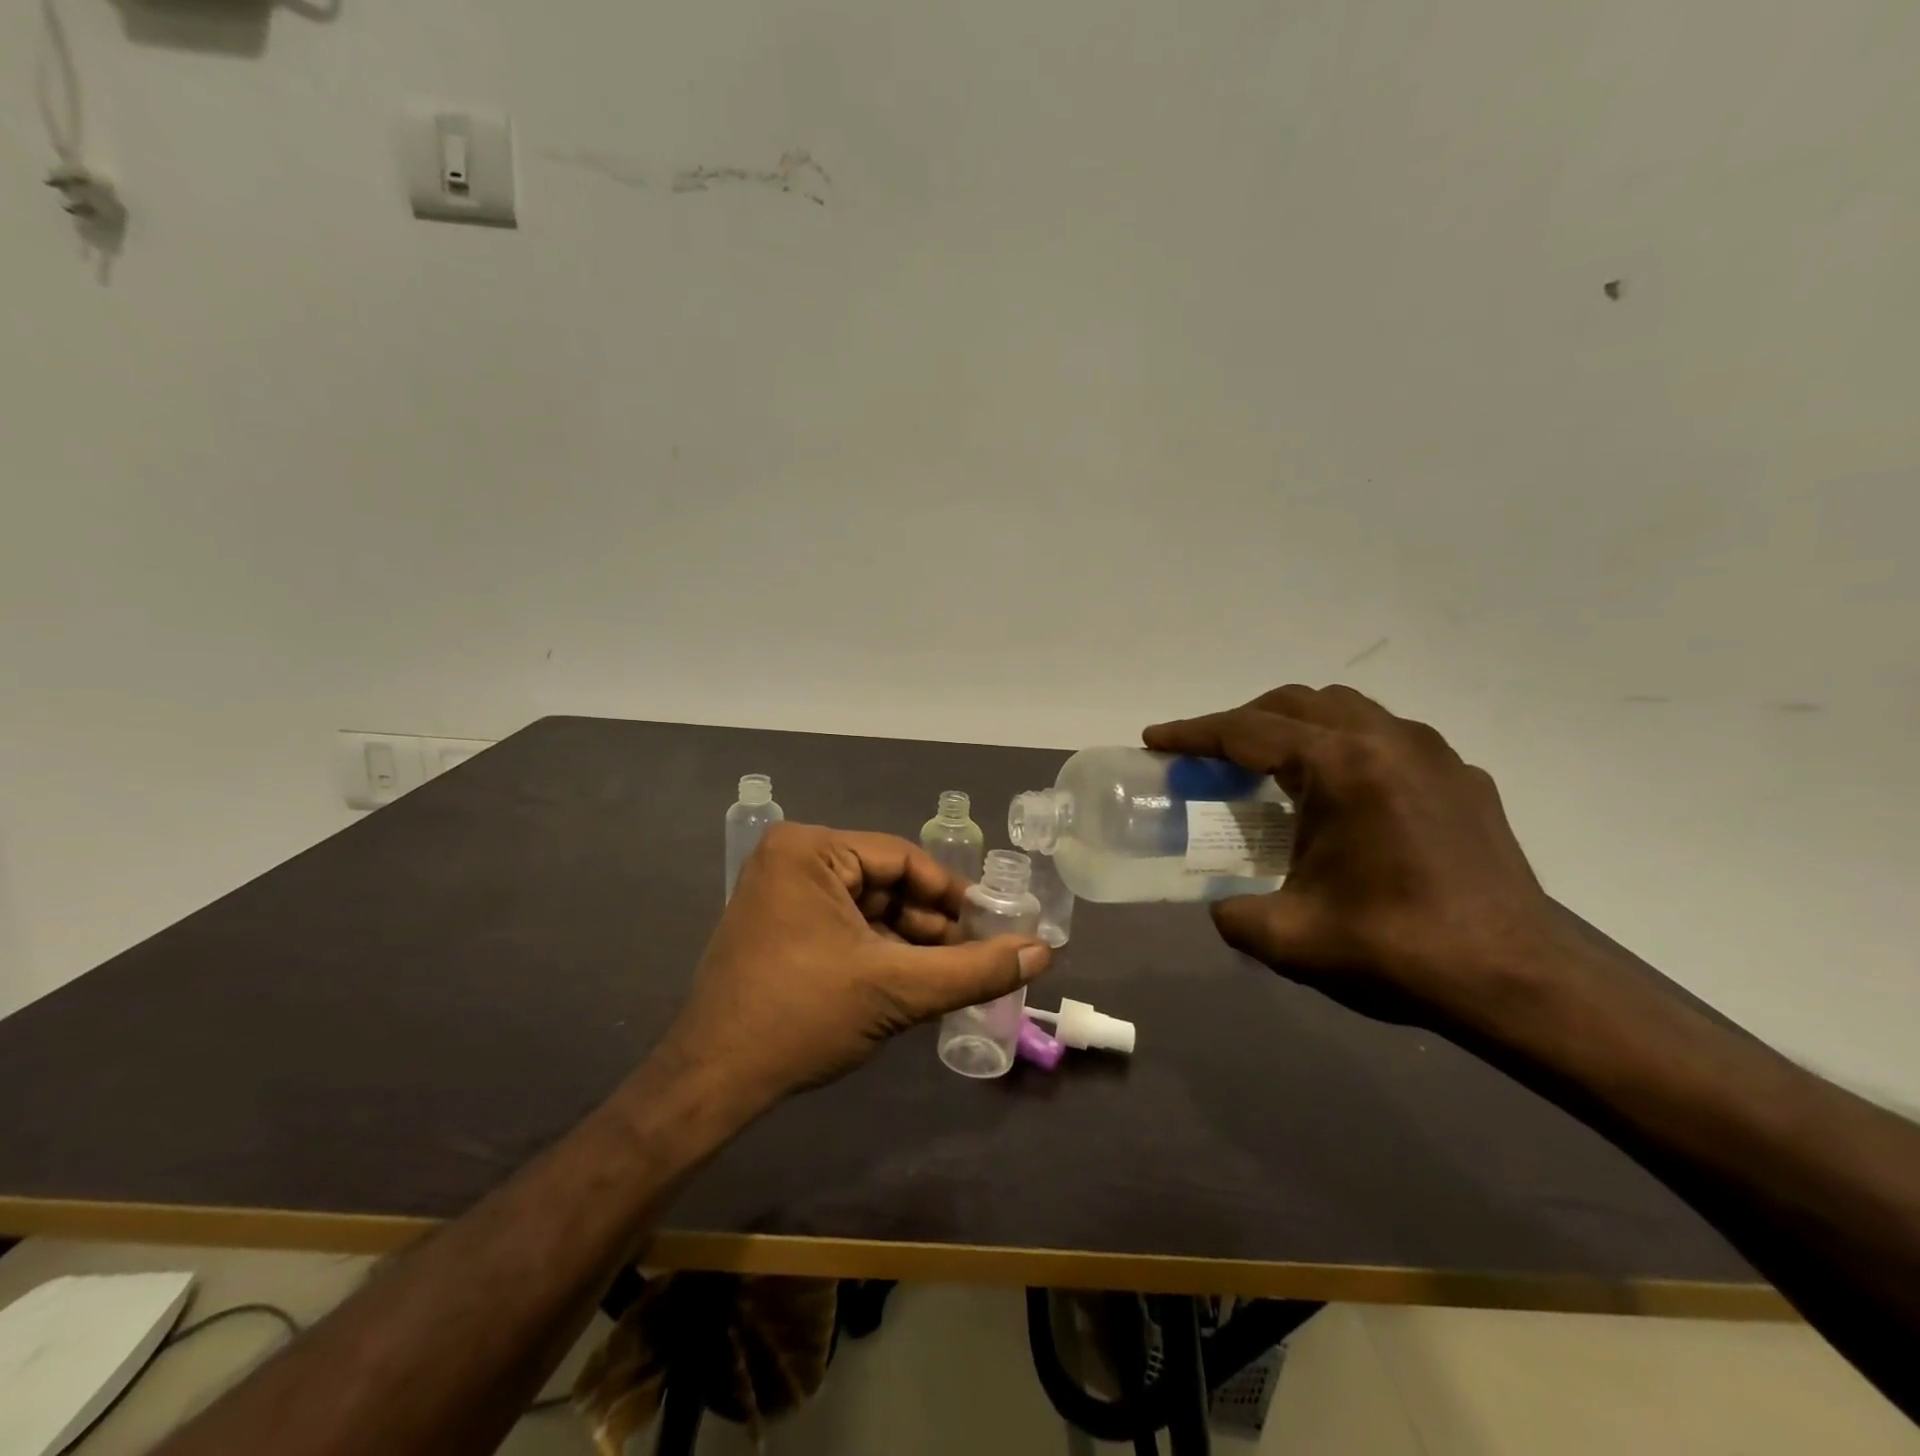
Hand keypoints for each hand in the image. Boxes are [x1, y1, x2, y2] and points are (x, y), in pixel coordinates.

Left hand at [661, 823, 1051, 1108]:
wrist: (712, 1083)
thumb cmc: (802, 1017)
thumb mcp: (896, 989)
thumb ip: (974, 969)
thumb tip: (1044, 952)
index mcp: (810, 849)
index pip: (904, 860)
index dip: (954, 896)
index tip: (995, 927)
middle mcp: (792, 859)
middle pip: (887, 885)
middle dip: (932, 926)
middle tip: (978, 959)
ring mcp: (781, 894)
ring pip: (868, 910)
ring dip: (909, 945)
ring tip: (952, 979)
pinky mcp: (778, 928)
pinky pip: (845, 929)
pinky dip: (879, 954)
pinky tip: (911, 985)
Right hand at [1145, 684, 1563, 1028]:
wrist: (1520, 983)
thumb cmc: (1398, 949)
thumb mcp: (1289, 938)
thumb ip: (1233, 914)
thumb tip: (1223, 906)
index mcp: (1342, 766)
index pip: (1248, 730)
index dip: (1193, 733)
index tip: (1155, 738)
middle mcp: (1388, 741)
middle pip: (1296, 702)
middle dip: (1242, 721)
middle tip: (1210, 757)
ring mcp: (1434, 756)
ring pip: (1345, 710)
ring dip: (1296, 727)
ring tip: (1271, 769)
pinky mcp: (1464, 780)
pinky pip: (1387, 739)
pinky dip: (1344, 748)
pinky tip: (1342, 798)